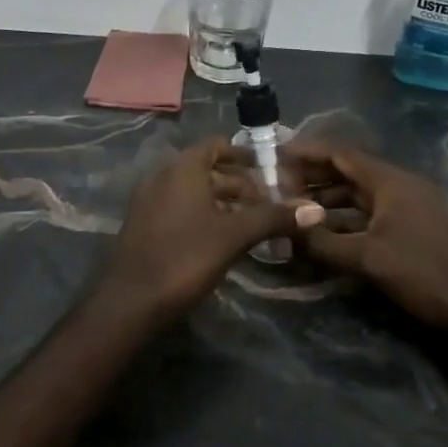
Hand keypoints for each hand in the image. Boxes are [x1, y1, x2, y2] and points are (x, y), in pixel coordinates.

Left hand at [101, 138, 323, 319]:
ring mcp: (148, 201)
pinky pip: (178, 208)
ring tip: (252, 224)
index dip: (243, 155)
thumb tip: (316, 209)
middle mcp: (161, 176)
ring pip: (192, 191)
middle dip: (238, 184)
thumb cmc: (185, 257)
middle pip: (206, 169)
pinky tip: (221, 239)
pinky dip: (202, 214)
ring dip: (222, 202)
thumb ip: (273, 218)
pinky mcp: (143, 225)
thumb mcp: (234, 236)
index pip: (215, 145)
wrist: (131, 301)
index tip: (269, 170)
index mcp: (181, 169)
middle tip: (269, 204)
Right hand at [280, 140, 447, 327]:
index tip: (275, 155)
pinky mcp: (409, 230)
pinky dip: (343, 221)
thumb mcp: (367, 258)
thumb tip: (282, 231)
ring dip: (325, 201)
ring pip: (356, 196)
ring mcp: (406, 209)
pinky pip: (367, 216)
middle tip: (276, 187)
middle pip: (347, 172)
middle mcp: (398, 187)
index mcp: (390, 181)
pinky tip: (321, 235)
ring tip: (292, 210)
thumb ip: (322, 243)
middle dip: (312, 178)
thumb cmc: (424, 273)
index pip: (341, 153)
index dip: (307, 152)